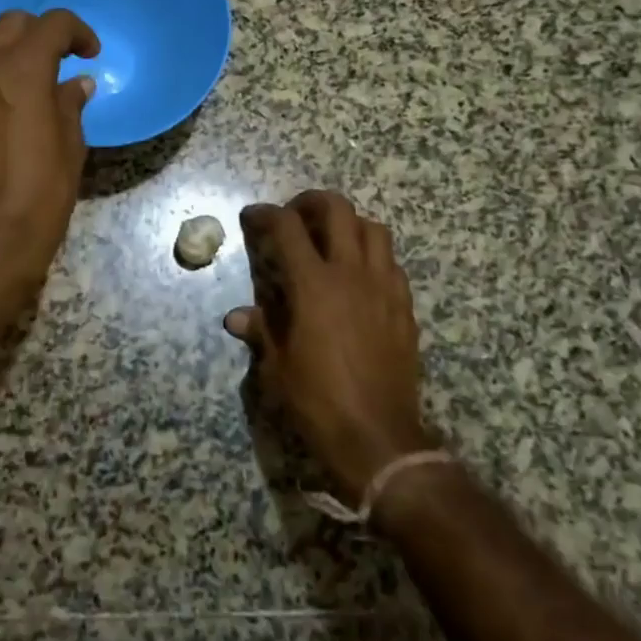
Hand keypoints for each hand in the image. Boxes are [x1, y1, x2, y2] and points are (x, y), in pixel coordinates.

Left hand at [0, 8, 99, 304]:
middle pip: (9, 24)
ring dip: (4, 48)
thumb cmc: (41, 194)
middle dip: (39, 33)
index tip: (89, 52)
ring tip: (22, 75)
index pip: (52, 24)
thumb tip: (75, 85)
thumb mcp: (71, 147)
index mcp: (21, 71)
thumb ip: (70, 104)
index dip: (77, 32)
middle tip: (58, 59)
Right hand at [226, 191, 435, 502]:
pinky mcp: (404, 306)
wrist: (379, 438)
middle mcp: (351, 273)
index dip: (266, 214)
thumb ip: (261, 330)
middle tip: (295, 217)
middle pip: (337, 209)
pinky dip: (372, 255)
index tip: (253, 217)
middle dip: (311, 202)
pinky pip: (391, 262)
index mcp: (314, 284)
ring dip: (348, 223)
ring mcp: (384, 287)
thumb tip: (236, 317)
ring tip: (330, 239)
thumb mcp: (278, 367)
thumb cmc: (319, 402)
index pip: (287, 227)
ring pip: (372, 228)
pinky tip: (359, 276)